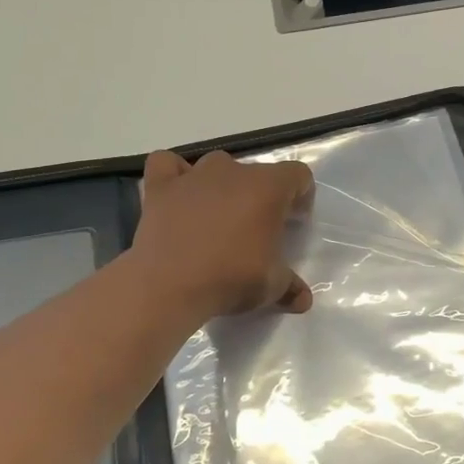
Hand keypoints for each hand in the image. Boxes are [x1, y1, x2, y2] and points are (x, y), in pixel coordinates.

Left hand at [128, 150, 315, 321]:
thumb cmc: (230, 278)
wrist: (169, 285)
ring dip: (223, 185)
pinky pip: (167, 164)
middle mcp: (233, 171)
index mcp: (268, 188)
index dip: (301, 195)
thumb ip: (290, 286)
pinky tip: (179, 194)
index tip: (294, 221)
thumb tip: (303, 299)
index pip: (298, 175)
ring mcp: (194, 175)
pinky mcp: (161, 187)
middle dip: (261, 195)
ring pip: (217, 165)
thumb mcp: (271, 286)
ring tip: (219, 216)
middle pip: (257, 172)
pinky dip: (175, 174)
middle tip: (256, 228)